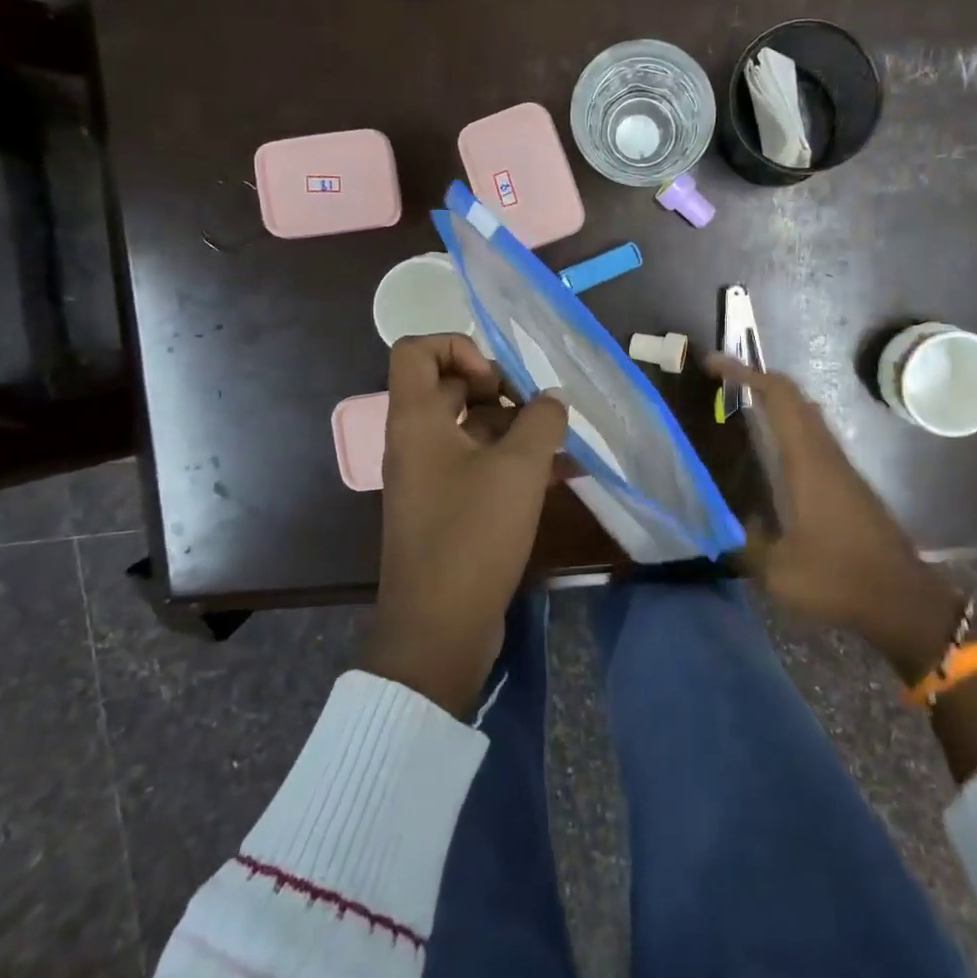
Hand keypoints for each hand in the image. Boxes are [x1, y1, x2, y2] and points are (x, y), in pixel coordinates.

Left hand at [364, 334, 569, 717]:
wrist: (439, 629)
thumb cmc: (472, 536)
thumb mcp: (518, 469)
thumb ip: (541, 421)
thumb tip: (551, 401)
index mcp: (416, 421)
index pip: (416, 350)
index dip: (460, 348)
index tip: (497, 383)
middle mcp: (415, 442)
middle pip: (449, 388)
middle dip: (500, 391)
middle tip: (536, 412)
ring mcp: (430, 478)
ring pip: (471, 429)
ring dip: (516, 429)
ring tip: (561, 445)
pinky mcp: (447, 509)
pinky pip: (479, 467)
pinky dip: (513, 463)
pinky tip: (560, 475)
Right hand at [707, 353, 967, 683]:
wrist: (902, 600)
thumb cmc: (839, 579)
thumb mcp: (777, 571)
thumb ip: (745, 544)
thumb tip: (725, 525)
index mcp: (807, 462)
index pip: (779, 397)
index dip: (746, 373)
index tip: (714, 364)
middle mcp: (826, 454)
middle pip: (794, 398)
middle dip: (757, 380)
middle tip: (720, 383)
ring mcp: (841, 468)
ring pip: (806, 417)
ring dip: (774, 403)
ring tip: (738, 411)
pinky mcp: (849, 485)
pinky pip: (813, 439)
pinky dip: (787, 429)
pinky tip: (769, 455)